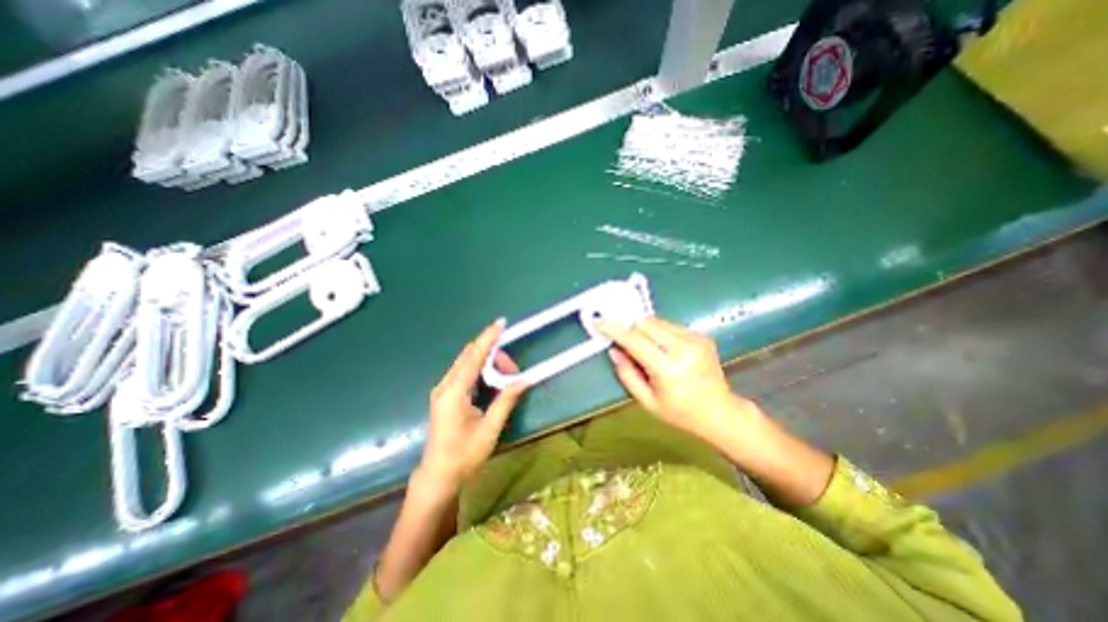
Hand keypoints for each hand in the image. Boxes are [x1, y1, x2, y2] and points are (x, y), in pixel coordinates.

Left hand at [420, 318, 532, 498]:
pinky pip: (464, 371)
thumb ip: (506, 401)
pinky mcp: (445, 394)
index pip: (474, 357)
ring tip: (506, 376)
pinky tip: (492, 378)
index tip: (501, 323)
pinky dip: (480, 368)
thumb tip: (524, 380)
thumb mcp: (490, 429)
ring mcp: (442, 389)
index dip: (488, 338)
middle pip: (470, 356)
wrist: (438, 475)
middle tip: (513, 371)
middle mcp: (445, 386)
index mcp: (453, 393)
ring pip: (467, 362)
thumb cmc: (464, 456)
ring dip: (488, 362)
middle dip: (493, 354)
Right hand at [597, 319, 761, 443]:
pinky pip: (671, 325)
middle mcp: (683, 348)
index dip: (614, 330)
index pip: (634, 340)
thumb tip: (614, 350)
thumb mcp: (647, 402)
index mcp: (667, 368)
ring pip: (658, 320)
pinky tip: (665, 350)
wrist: (720, 412)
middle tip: (626, 342)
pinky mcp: (702, 336)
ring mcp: (695, 339)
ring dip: (645, 330)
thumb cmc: (680, 413)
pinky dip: (660, 333)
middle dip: (631, 329)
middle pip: (645, 323)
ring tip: (648, 349)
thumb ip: (627, 374)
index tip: (600, 322)